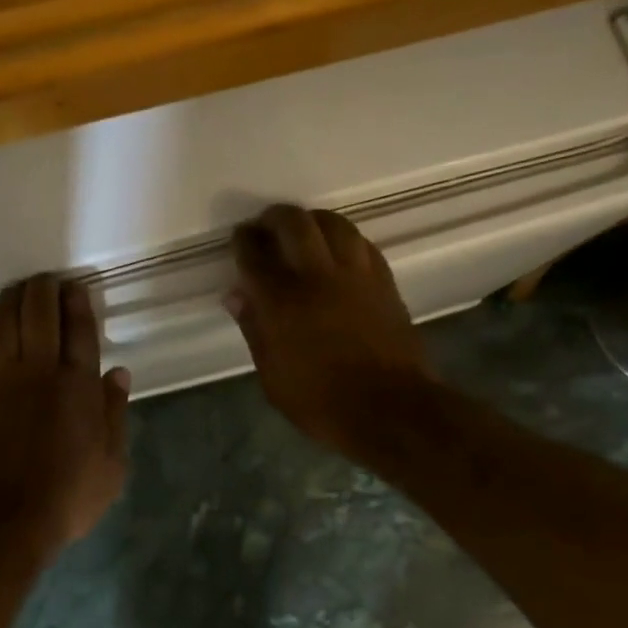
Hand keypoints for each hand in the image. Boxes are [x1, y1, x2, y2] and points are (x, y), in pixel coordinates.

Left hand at [0, 274, 130, 553]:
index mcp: (77, 386)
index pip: (79, 329)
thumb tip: (119, 374)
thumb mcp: (112, 465)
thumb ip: (115, 415)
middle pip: (38, 312)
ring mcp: (1, 379)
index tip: (75, 287)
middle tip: (47, 281)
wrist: (4, 519)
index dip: (77, 301)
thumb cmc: (67, 496)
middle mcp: (39, 371)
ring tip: (19, 289)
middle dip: (43, 288)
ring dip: (12, 298)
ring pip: (4, 321)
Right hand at [225, 205, 431, 463]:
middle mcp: (316, 277)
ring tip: (303, 229)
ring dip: (312, 220)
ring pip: (333, 224)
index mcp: (281, 302)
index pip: (254, 254)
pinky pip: (361, 243)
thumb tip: (236, 295)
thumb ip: (253, 329)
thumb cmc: (322, 401)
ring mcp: (355, 275)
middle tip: (266, 225)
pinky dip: (343, 238)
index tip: (240, 238)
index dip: (243, 240)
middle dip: (274, 217)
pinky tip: (337, 248)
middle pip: (294, 223)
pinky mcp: (384, 281)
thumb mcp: (272, 376)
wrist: (392, 410)